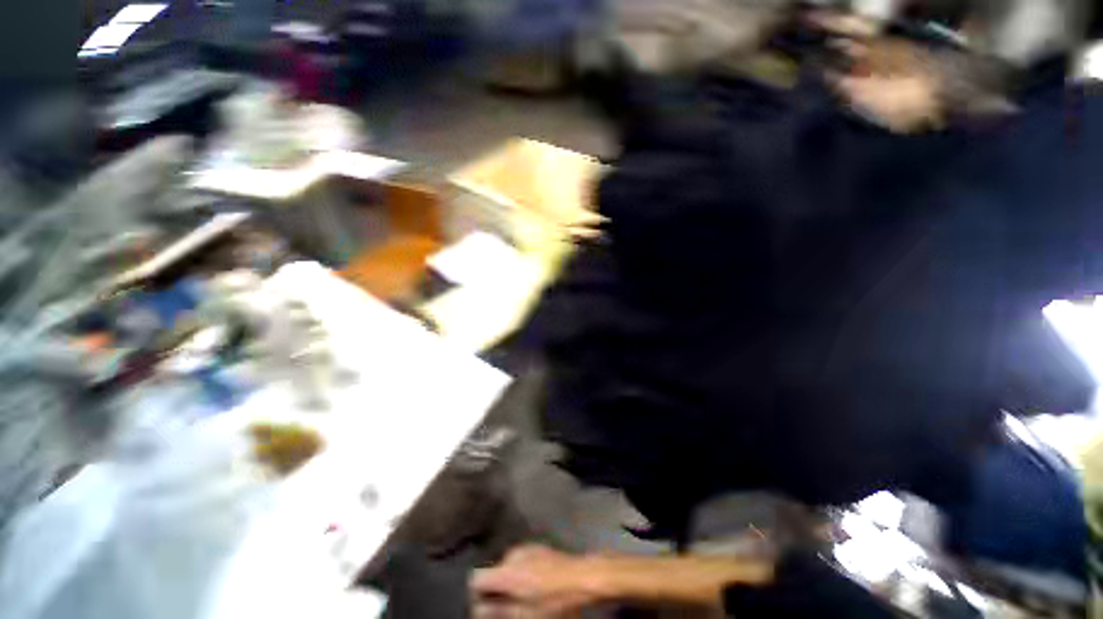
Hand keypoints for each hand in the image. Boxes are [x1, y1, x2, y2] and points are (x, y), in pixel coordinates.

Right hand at [470, 545, 605, 617]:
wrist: (580, 576)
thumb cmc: (553, 599)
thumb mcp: (525, 613)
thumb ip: (498, 611)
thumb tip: (478, 610)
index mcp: (506, 572)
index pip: (475, 577)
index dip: (476, 594)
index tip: (485, 607)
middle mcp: (511, 555)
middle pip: (493, 571)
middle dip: (496, 588)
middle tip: (509, 605)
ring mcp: (525, 547)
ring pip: (507, 565)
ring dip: (510, 580)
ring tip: (525, 595)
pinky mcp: (536, 546)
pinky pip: (520, 559)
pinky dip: (521, 571)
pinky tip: (535, 583)